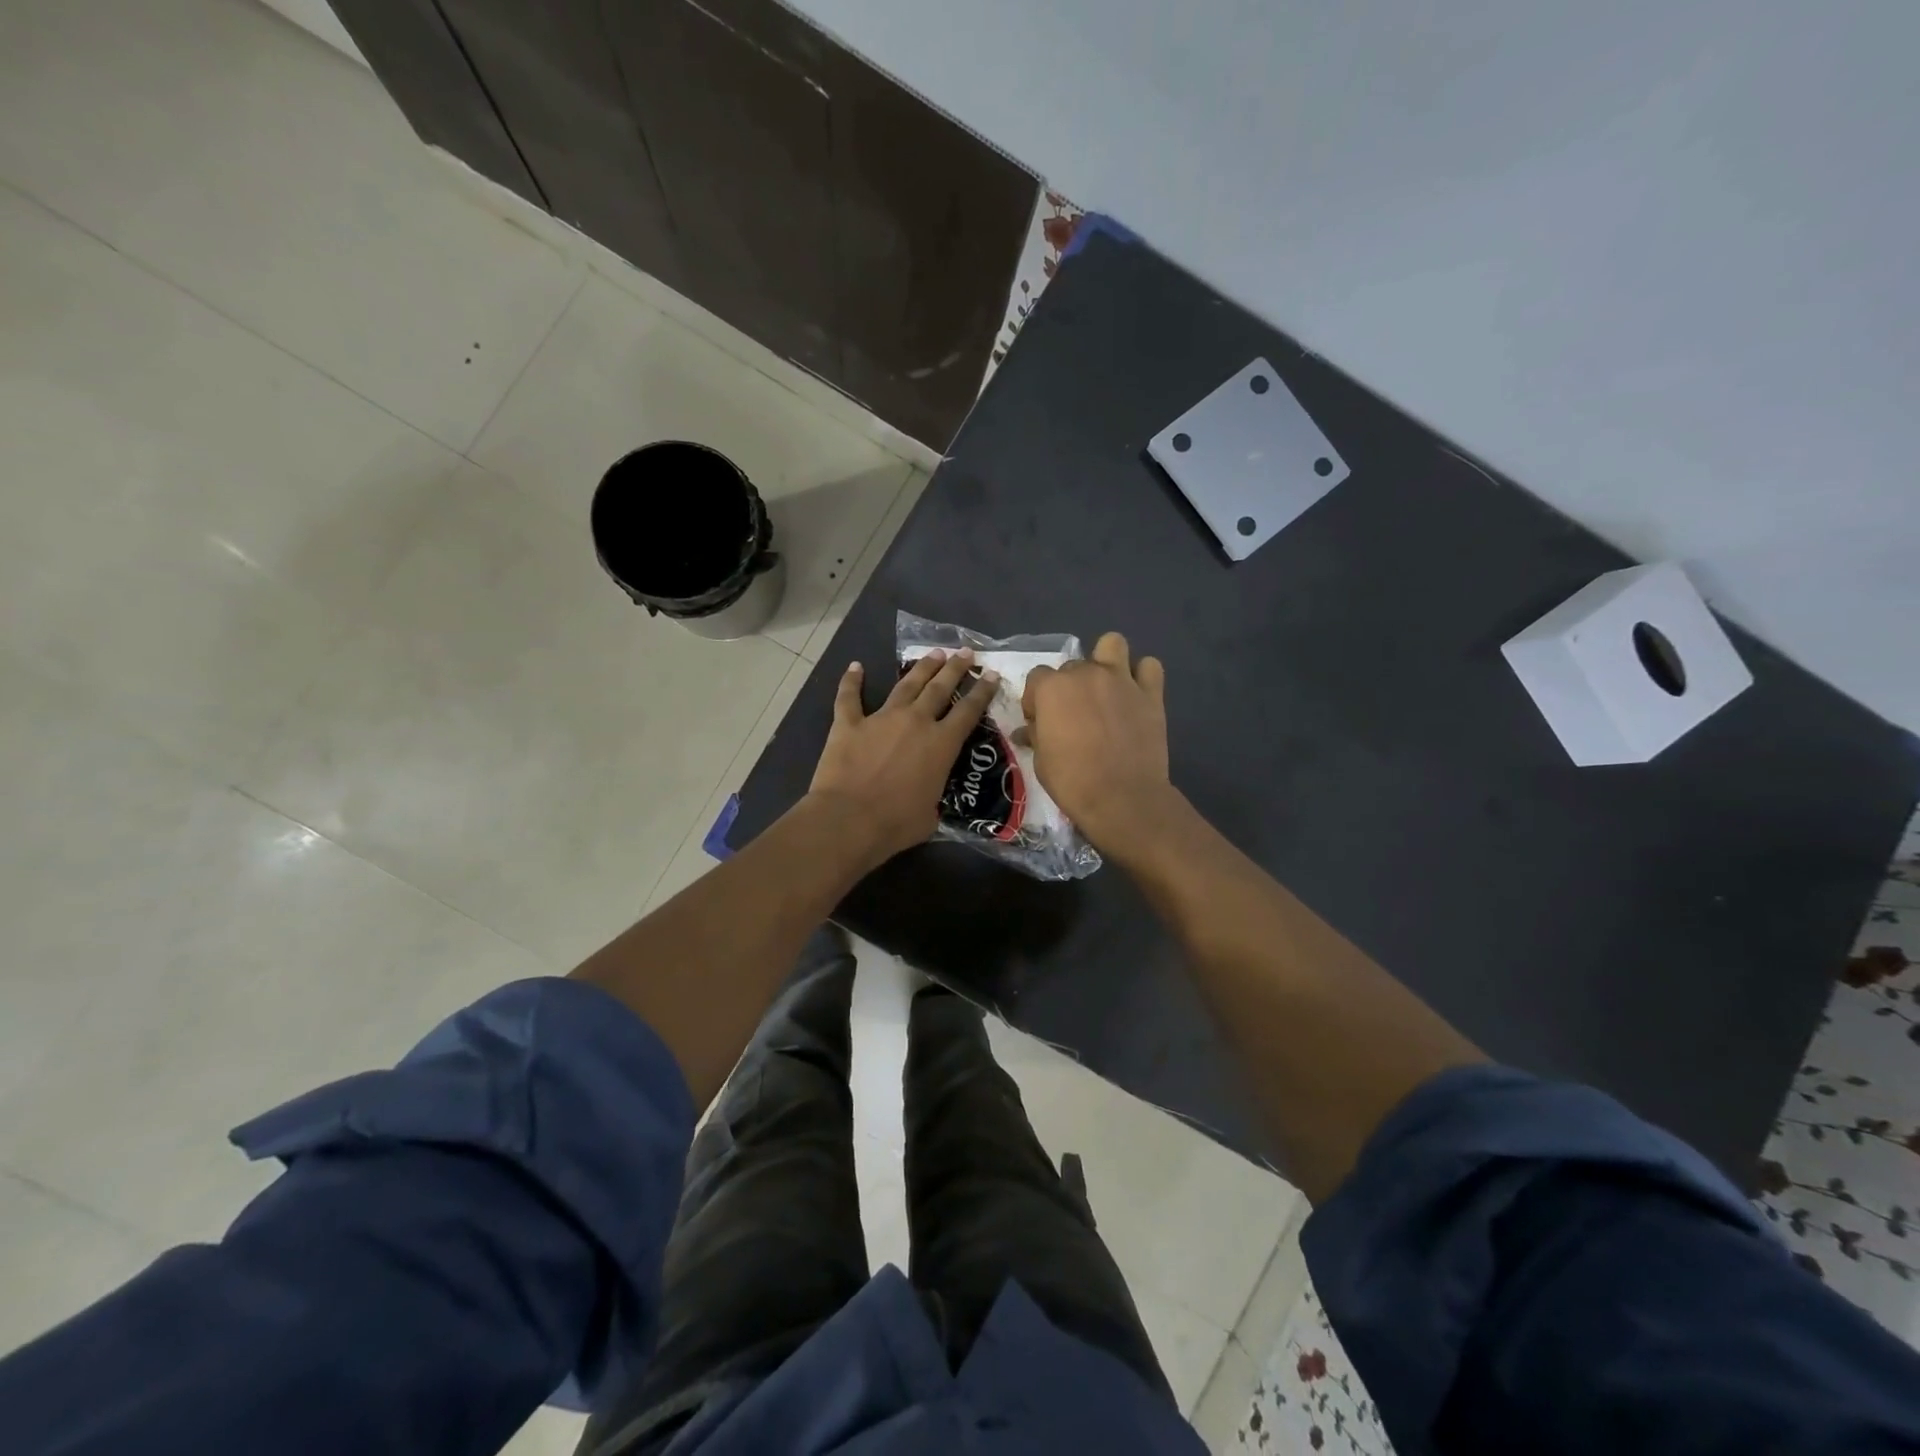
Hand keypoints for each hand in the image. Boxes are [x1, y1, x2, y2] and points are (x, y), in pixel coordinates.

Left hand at [808, 649, 999, 865]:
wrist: (849, 819)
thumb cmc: (896, 824)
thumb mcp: (931, 813)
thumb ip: (934, 796)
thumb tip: (929, 797)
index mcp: (941, 744)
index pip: (969, 711)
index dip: (982, 691)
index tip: (990, 674)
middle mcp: (916, 722)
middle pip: (940, 687)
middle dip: (955, 668)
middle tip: (964, 652)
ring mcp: (881, 718)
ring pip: (906, 684)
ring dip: (921, 667)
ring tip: (933, 653)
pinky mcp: (848, 723)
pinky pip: (849, 697)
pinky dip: (851, 681)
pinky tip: (854, 666)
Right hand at [1021, 632, 1177, 858]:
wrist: (1122, 798)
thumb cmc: (1072, 781)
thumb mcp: (1041, 760)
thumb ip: (1036, 735)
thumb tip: (1027, 730)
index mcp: (1052, 688)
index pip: (1037, 678)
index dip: (1036, 699)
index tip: (1041, 721)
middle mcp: (1086, 673)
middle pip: (1072, 666)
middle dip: (1070, 686)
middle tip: (1074, 715)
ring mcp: (1121, 680)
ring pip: (1112, 644)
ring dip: (1106, 660)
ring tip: (1105, 687)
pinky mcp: (1150, 693)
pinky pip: (1149, 666)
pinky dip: (1142, 676)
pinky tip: (1135, 694)